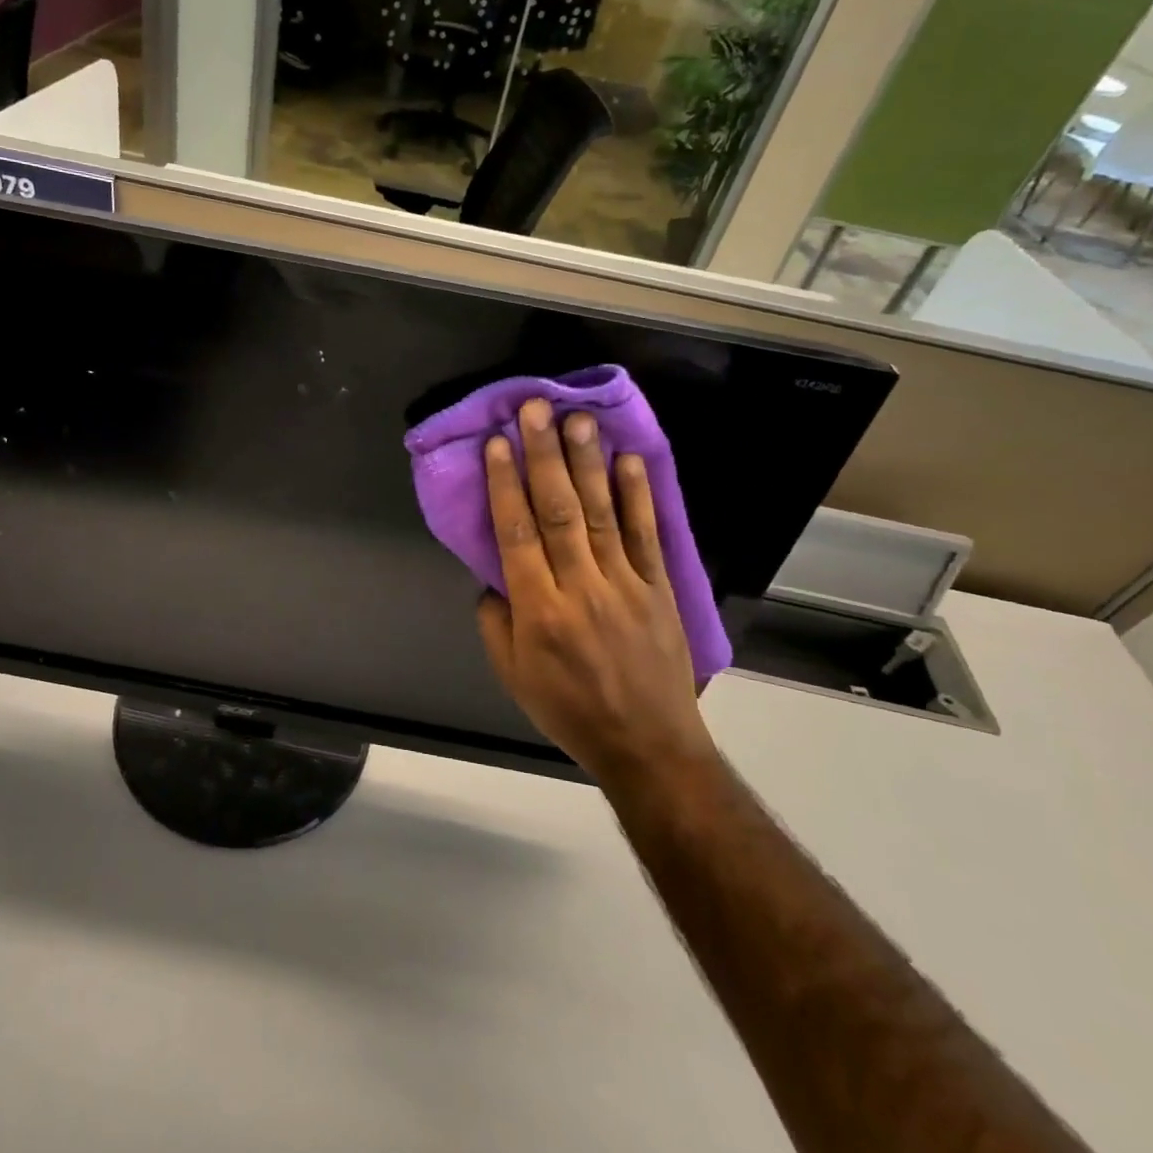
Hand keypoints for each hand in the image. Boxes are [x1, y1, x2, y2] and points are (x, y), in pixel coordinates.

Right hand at [476, 400, 714, 785]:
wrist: (647, 744)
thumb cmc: (568, 709)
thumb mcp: (512, 674)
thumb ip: (496, 619)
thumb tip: (493, 574)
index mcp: (538, 609)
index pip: (516, 532)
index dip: (504, 483)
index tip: (497, 443)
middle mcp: (580, 586)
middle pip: (558, 510)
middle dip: (544, 455)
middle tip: (535, 409)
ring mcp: (624, 583)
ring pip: (600, 512)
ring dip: (587, 462)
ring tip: (577, 419)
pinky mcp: (658, 588)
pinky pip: (646, 534)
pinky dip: (638, 495)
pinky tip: (628, 459)